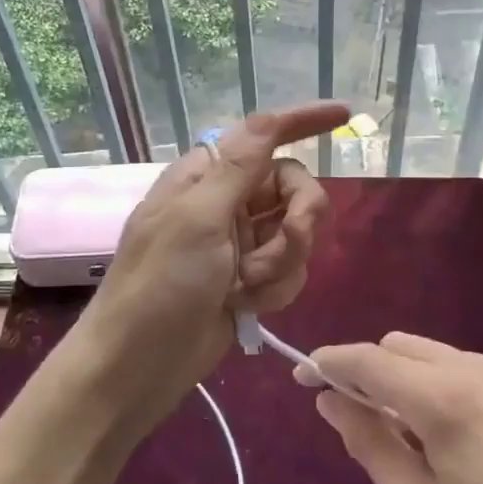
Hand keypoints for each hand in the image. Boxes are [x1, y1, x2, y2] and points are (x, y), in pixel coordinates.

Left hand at [76, 101, 349, 434]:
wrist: (138, 368)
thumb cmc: (159, 285)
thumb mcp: (197, 220)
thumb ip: (238, 168)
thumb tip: (266, 118)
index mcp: (205, 176)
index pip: (262, 135)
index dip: (302, 122)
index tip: (344, 115)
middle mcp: (227, 203)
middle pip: (292, 187)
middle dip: (297, 218)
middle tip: (289, 240)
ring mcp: (240, 244)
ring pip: (297, 233)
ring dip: (282, 262)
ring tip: (246, 287)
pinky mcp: (250, 280)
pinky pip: (291, 270)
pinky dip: (276, 287)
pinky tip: (246, 306)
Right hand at [303, 333, 482, 483]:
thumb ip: (369, 443)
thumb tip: (329, 399)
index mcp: (441, 396)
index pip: (367, 359)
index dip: (328, 363)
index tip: (301, 378)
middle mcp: (471, 368)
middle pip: (397, 346)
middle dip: (365, 369)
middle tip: (353, 419)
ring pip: (428, 353)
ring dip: (400, 376)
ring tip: (399, 432)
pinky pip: (460, 367)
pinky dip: (433, 382)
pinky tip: (442, 432)